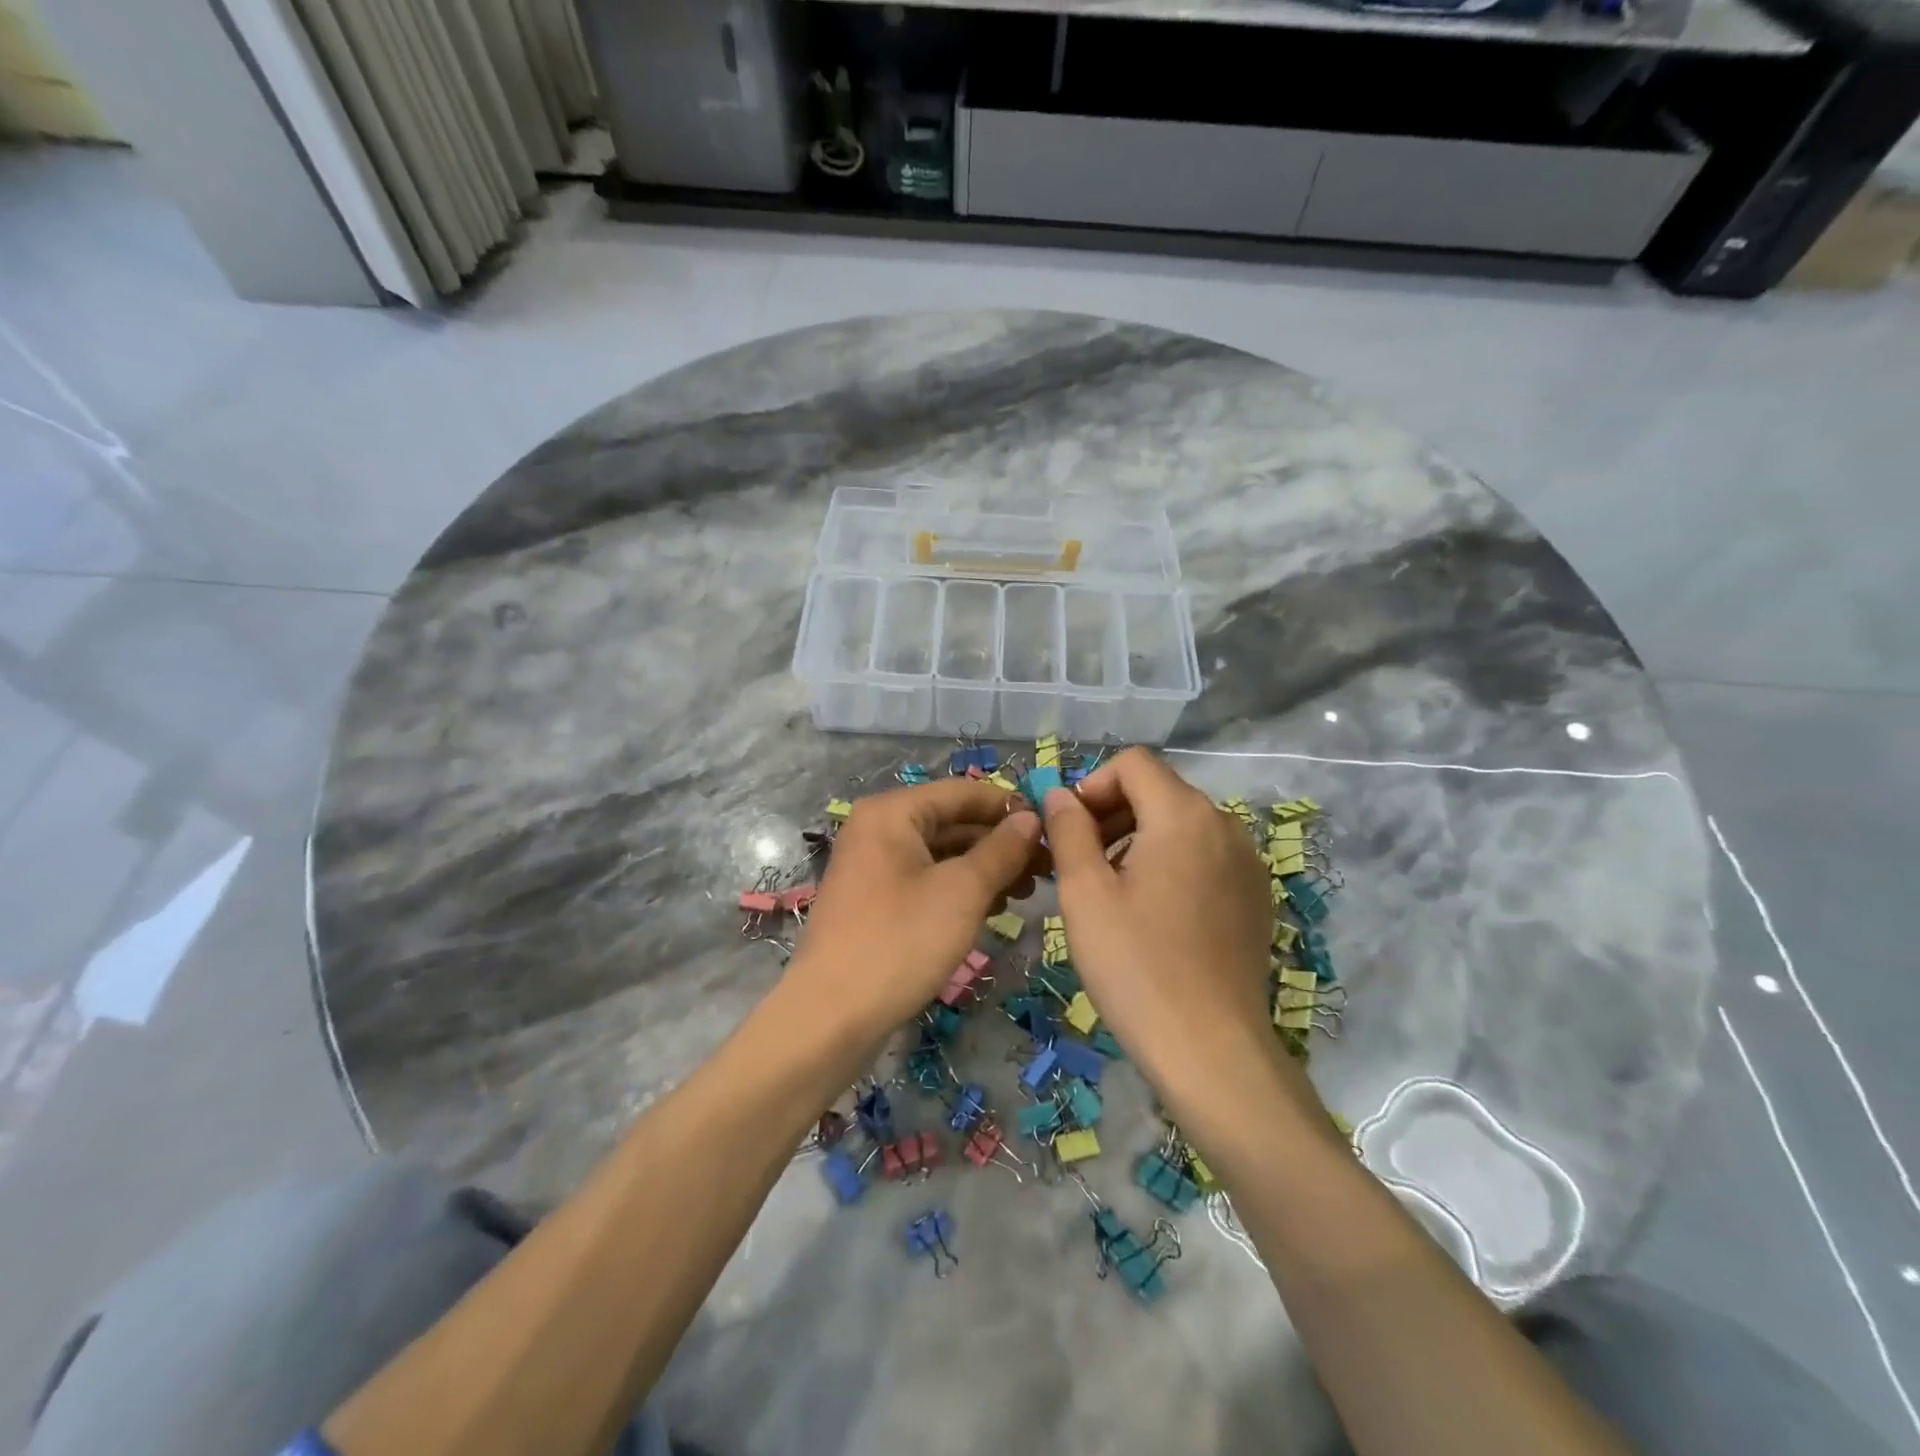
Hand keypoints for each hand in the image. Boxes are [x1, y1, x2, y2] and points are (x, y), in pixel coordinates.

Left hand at [787, 778, 1042, 1037]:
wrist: (831, 1017)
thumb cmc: (900, 942)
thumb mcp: (962, 892)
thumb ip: (1001, 850)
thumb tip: (1031, 818)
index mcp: (892, 812)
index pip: (963, 792)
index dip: (1009, 807)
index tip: (1054, 828)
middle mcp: (878, 829)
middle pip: (952, 821)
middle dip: (1001, 842)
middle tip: (1048, 867)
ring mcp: (874, 866)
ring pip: (942, 854)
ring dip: (986, 868)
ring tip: (1028, 892)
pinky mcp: (875, 900)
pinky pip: (927, 879)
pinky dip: (960, 889)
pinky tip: (993, 908)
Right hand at [1040, 749, 1285, 1100]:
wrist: (1211, 1050)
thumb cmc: (1137, 965)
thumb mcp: (1085, 893)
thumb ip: (1068, 829)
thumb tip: (1058, 795)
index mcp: (1184, 815)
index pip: (1133, 764)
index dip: (1092, 785)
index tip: (1068, 832)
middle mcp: (1225, 826)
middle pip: (1158, 791)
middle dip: (1111, 813)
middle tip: (1079, 863)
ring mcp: (1247, 863)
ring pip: (1181, 825)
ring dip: (1137, 840)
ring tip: (1110, 892)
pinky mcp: (1255, 897)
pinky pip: (1203, 857)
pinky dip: (1169, 865)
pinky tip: (1151, 915)